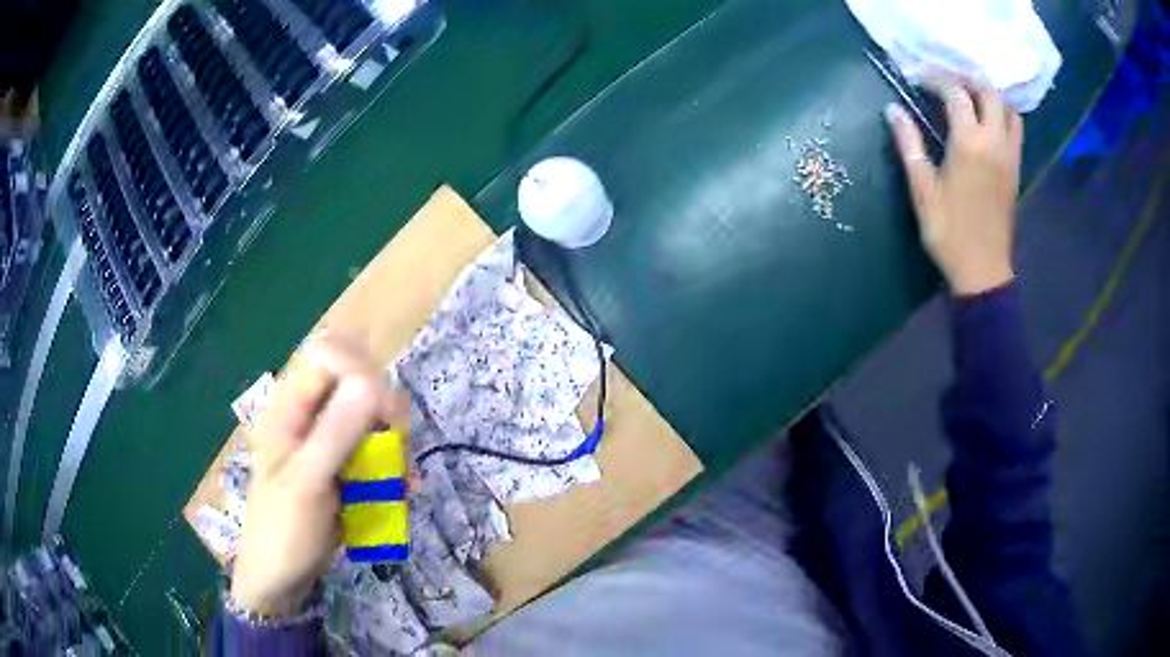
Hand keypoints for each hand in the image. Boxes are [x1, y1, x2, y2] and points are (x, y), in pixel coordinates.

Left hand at [230, 331, 409, 614]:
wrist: (281, 577)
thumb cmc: (283, 529)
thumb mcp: (306, 483)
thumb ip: (335, 434)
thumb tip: (372, 381)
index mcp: (291, 407)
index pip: (331, 354)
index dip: (362, 371)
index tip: (385, 415)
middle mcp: (312, 415)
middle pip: (359, 380)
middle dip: (385, 408)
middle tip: (397, 444)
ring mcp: (330, 442)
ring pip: (374, 416)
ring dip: (394, 442)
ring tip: (402, 477)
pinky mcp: (345, 466)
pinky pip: (378, 450)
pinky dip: (394, 466)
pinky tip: (403, 490)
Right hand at [886, 75, 1023, 295]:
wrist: (983, 270)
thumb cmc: (949, 232)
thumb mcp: (922, 189)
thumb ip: (909, 144)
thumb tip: (893, 110)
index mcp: (970, 143)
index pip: (955, 92)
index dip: (935, 78)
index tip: (916, 77)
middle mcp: (995, 142)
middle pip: (988, 92)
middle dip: (965, 79)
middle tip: (945, 81)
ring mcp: (1010, 155)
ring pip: (1007, 108)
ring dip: (988, 94)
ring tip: (969, 96)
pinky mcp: (1016, 169)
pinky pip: (1015, 128)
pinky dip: (1002, 113)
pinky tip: (986, 120)